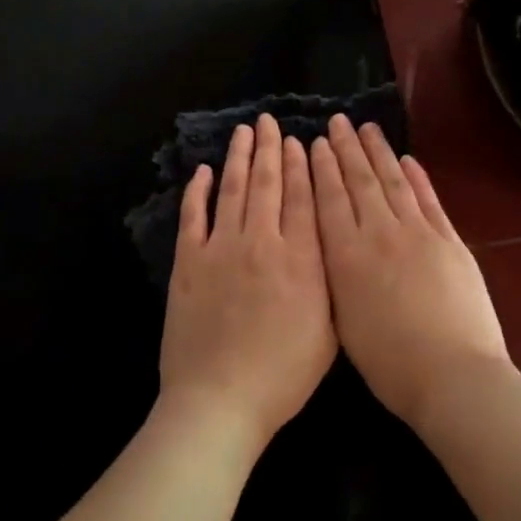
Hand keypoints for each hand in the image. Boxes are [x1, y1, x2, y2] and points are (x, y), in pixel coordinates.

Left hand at [159, 114, 336, 447]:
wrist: (220, 399)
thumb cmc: (283, 375)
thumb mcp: (329, 331)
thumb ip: (331, 281)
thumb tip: (331, 243)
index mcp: (301, 258)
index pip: (304, 198)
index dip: (302, 166)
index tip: (300, 140)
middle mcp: (262, 242)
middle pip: (267, 184)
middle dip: (270, 149)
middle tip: (269, 121)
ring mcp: (221, 249)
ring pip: (232, 190)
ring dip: (238, 158)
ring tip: (244, 132)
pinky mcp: (188, 263)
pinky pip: (194, 216)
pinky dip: (198, 191)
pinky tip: (202, 171)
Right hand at [310, 116, 511, 430]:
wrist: (452, 375)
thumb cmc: (390, 364)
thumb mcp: (344, 322)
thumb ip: (335, 276)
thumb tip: (331, 245)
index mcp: (347, 257)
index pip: (330, 201)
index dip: (322, 169)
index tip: (316, 143)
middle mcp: (380, 234)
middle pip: (360, 183)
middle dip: (346, 150)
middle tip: (337, 121)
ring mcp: (419, 233)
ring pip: (394, 183)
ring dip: (379, 153)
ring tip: (367, 129)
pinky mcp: (450, 241)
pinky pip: (429, 200)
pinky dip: (417, 177)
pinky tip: (408, 160)